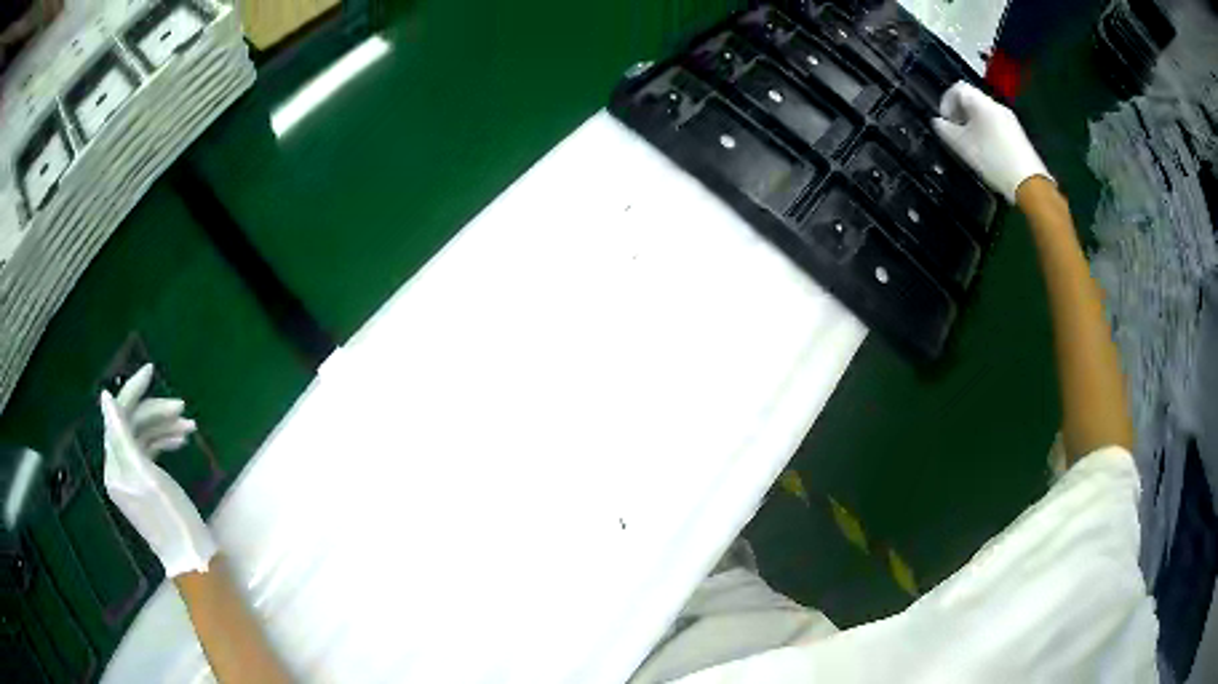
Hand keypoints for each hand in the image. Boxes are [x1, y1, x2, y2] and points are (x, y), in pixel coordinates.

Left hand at [101, 364, 216, 576]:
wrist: (192, 557)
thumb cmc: (170, 517)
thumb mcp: (146, 475)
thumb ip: (123, 436)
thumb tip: (107, 398)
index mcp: (115, 467)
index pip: (118, 417)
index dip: (133, 392)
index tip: (151, 371)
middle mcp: (119, 468)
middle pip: (132, 425)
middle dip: (155, 411)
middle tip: (182, 407)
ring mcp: (133, 477)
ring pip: (143, 436)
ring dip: (164, 425)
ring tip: (189, 423)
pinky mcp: (147, 483)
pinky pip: (150, 450)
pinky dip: (165, 440)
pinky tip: (182, 438)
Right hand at [931, 81, 1050, 203]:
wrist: (1029, 183)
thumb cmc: (993, 160)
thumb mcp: (963, 146)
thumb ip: (945, 131)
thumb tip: (937, 122)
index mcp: (981, 103)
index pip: (957, 88)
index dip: (946, 101)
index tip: (944, 121)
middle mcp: (996, 105)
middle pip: (972, 100)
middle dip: (960, 114)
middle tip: (956, 133)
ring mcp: (1010, 119)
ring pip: (984, 113)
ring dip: (973, 124)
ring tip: (971, 145)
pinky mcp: (1018, 134)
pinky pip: (996, 125)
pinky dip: (986, 132)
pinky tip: (987, 151)